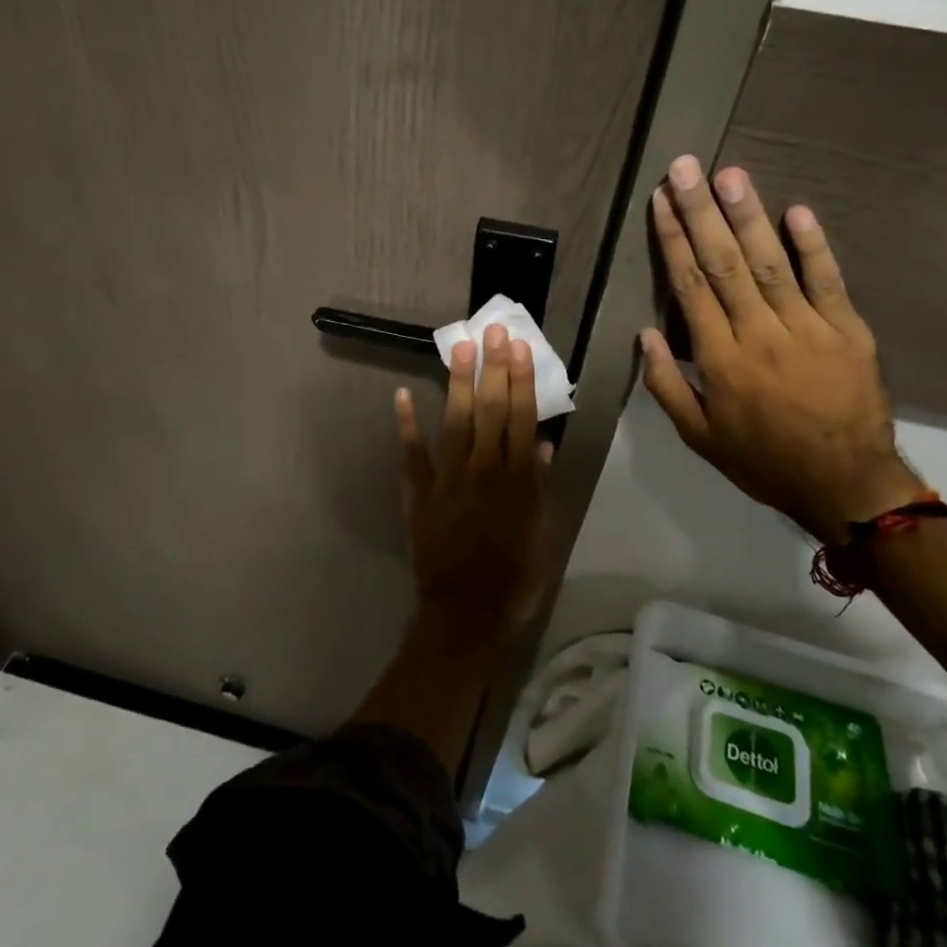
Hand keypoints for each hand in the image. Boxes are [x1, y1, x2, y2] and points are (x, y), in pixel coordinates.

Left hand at [394, 324, 553, 653]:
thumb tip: (540, 445)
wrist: (464, 616)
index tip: (518, 347)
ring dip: (458, 384)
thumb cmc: (514, 580)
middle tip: (492, 330)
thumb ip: (540, 489)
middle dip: (492, 369)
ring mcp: (447, 481)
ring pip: (455, 423)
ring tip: (461, 348)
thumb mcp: (542, 538)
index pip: (520, 420)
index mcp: (517, 483)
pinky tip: (404, 395)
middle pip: (489, 412)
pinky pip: (413, 455)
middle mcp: (483, 473)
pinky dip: (407, 425)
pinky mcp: (420, 495)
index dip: (520, 381)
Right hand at [639, 155, 923, 544]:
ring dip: (749, 216)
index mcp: (720, 359)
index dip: (673, 240)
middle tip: (686, 168)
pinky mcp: (848, 330)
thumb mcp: (699, 436)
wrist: (845, 484)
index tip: (660, 202)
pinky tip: (797, 211)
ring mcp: (808, 328)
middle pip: (724, 262)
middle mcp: (760, 333)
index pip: (690, 286)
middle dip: (702, 212)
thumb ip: (668, 385)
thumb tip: (647, 334)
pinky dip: (813, 245)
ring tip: (730, 175)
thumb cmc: (763, 460)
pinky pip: (828, 281)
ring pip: (770, 263)